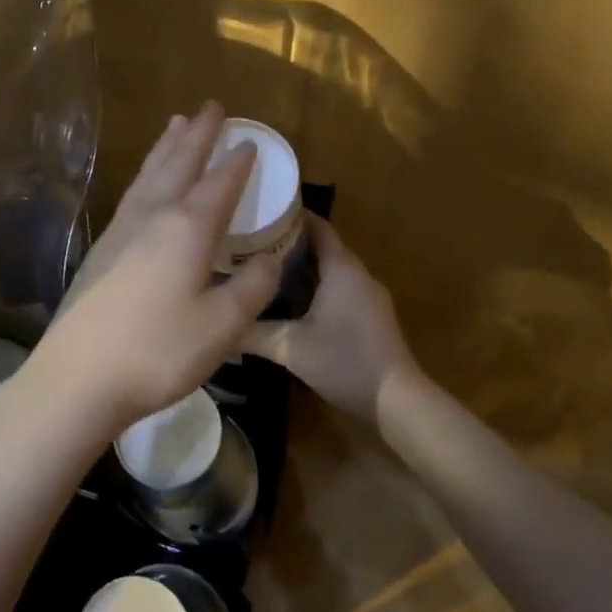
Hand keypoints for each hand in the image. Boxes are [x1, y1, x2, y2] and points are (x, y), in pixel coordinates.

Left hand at [22, 102, 281, 435]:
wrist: (77, 377)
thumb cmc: (157, 351)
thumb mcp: (221, 326)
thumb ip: (252, 288)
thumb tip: (268, 260)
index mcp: (186, 228)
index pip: (219, 183)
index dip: (237, 161)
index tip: (249, 140)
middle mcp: (152, 217)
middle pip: (178, 164)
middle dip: (197, 135)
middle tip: (210, 106)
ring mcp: (120, 232)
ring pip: (149, 175)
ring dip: (166, 148)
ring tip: (176, 124)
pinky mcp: (100, 251)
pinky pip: (132, 195)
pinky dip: (146, 175)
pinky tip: (145, 184)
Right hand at [242, 217, 416, 418]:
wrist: (396, 400)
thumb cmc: (344, 361)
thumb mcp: (290, 347)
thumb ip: (251, 334)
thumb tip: (215, 326)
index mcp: (341, 268)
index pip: (316, 226)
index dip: (290, 215)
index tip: (259, 211)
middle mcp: (356, 274)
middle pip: (321, 246)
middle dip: (287, 240)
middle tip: (249, 240)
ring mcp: (366, 295)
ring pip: (328, 269)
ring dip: (299, 265)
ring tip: (260, 266)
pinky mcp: (368, 316)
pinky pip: (337, 288)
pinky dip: (312, 285)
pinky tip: (286, 299)